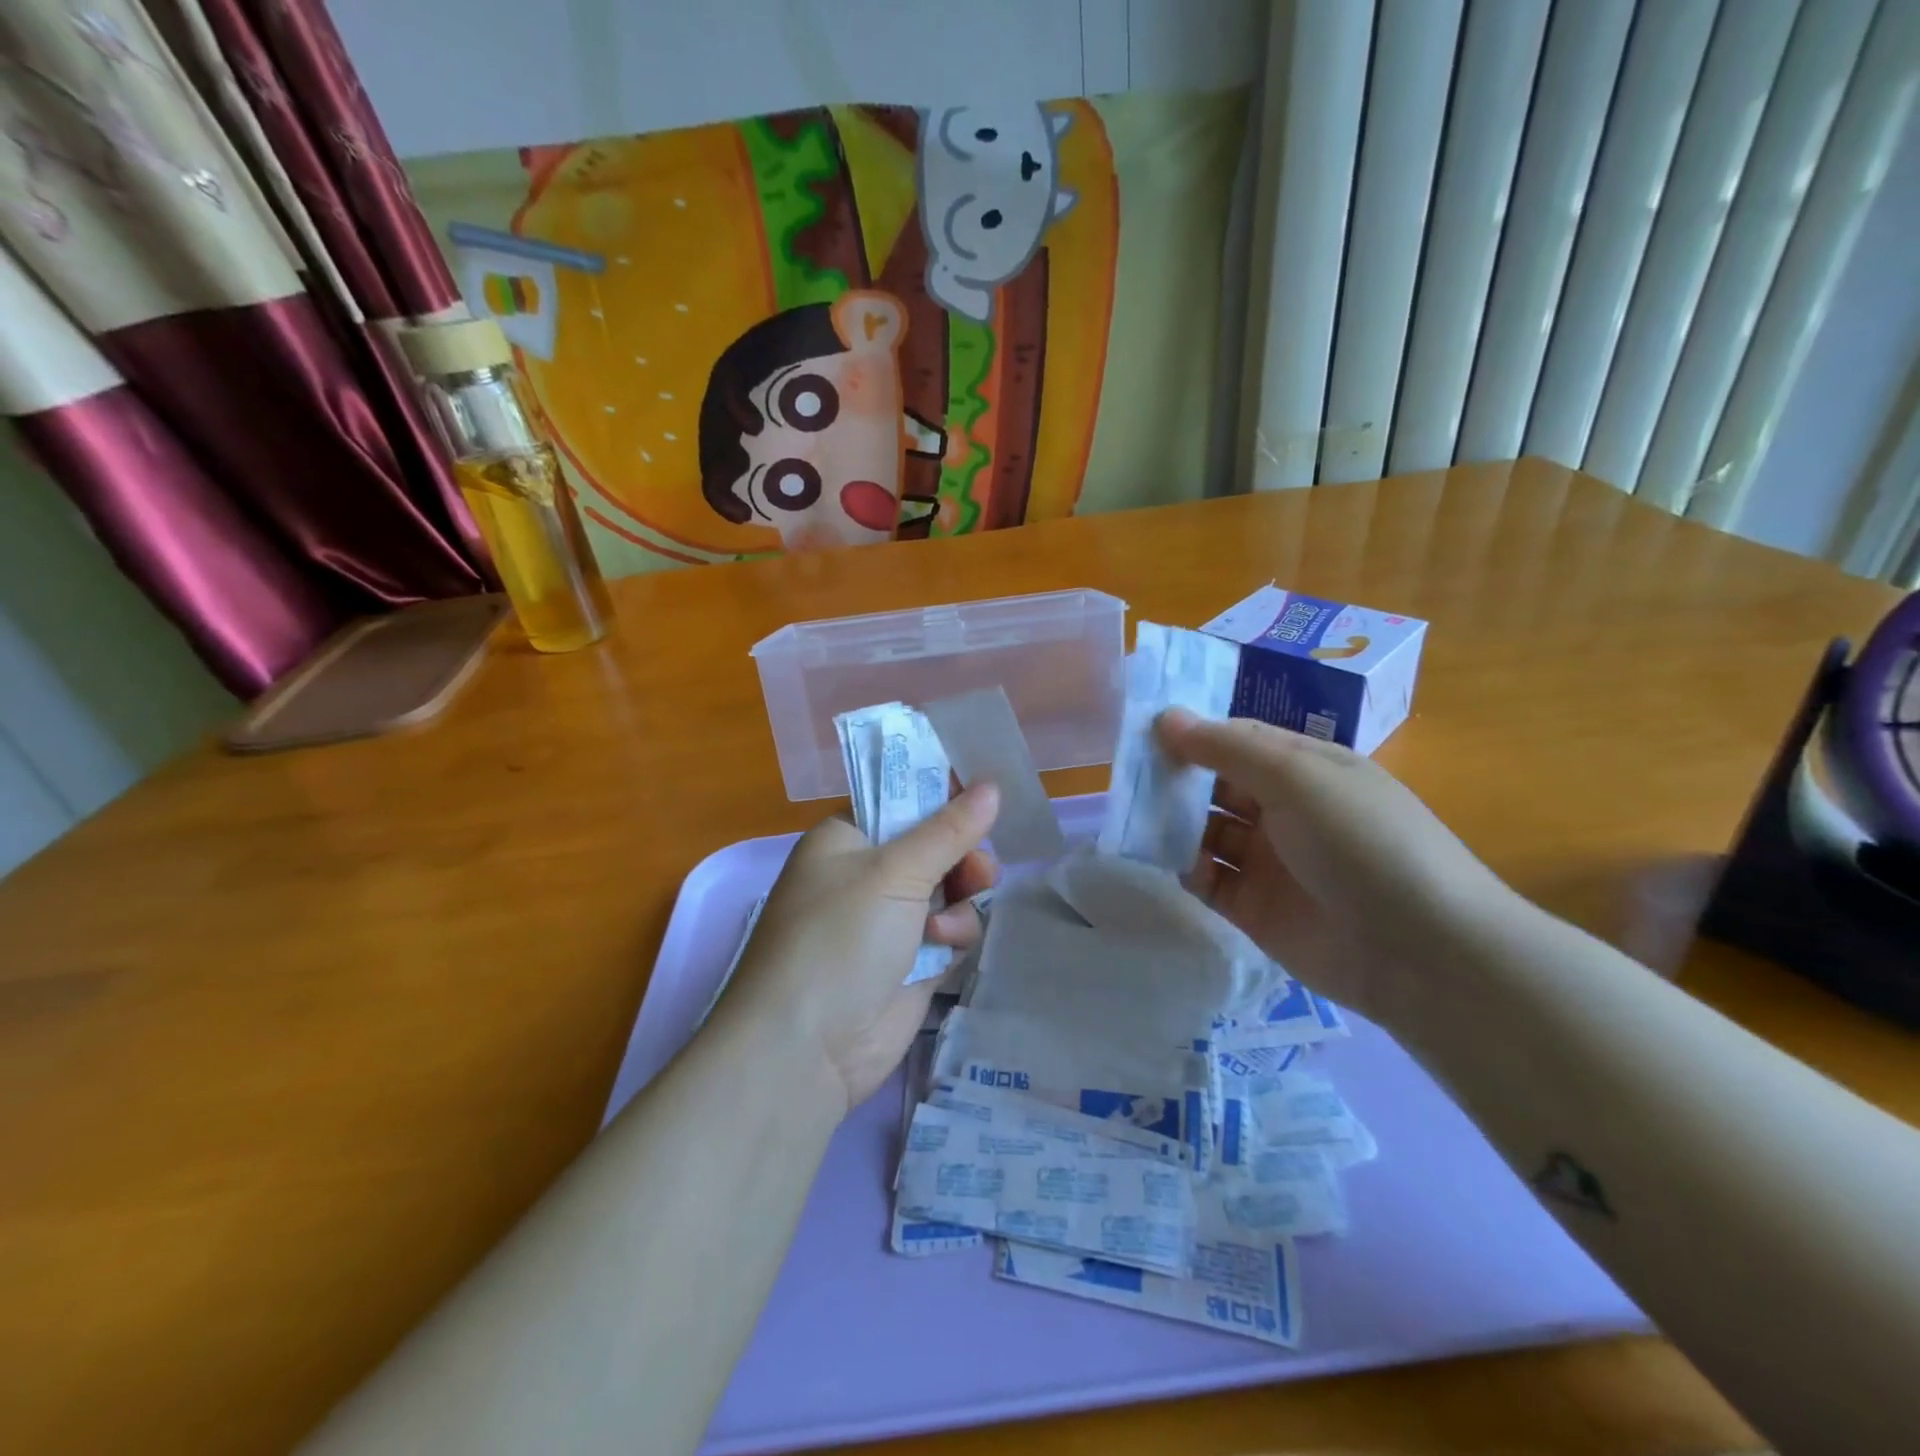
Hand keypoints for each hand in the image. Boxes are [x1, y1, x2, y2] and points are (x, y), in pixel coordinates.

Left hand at [724, 783, 1000, 1110]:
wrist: (807, 1049)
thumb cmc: (839, 938)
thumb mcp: (895, 873)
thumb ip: (949, 829)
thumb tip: (993, 786)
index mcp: (847, 839)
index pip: (901, 800)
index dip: (942, 797)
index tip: (983, 797)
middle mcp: (866, 874)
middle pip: (934, 845)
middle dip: (961, 855)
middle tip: (979, 867)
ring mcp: (888, 920)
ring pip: (949, 889)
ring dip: (959, 899)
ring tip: (953, 916)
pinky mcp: (910, 961)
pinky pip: (950, 931)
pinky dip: (954, 935)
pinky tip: (943, 949)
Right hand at [1156, 709, 1511, 1022]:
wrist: (1422, 954)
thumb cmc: (1364, 842)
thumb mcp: (1299, 778)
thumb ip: (1228, 749)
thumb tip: (1166, 716)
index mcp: (1305, 769)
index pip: (1237, 741)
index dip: (1194, 735)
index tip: (1143, 733)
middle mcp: (1284, 811)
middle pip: (1216, 785)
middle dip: (1176, 779)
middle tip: (1129, 778)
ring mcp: (1269, 862)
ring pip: (1206, 832)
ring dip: (1173, 824)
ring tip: (1136, 820)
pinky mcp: (1253, 909)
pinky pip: (1208, 880)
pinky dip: (1185, 869)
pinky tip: (1168, 863)